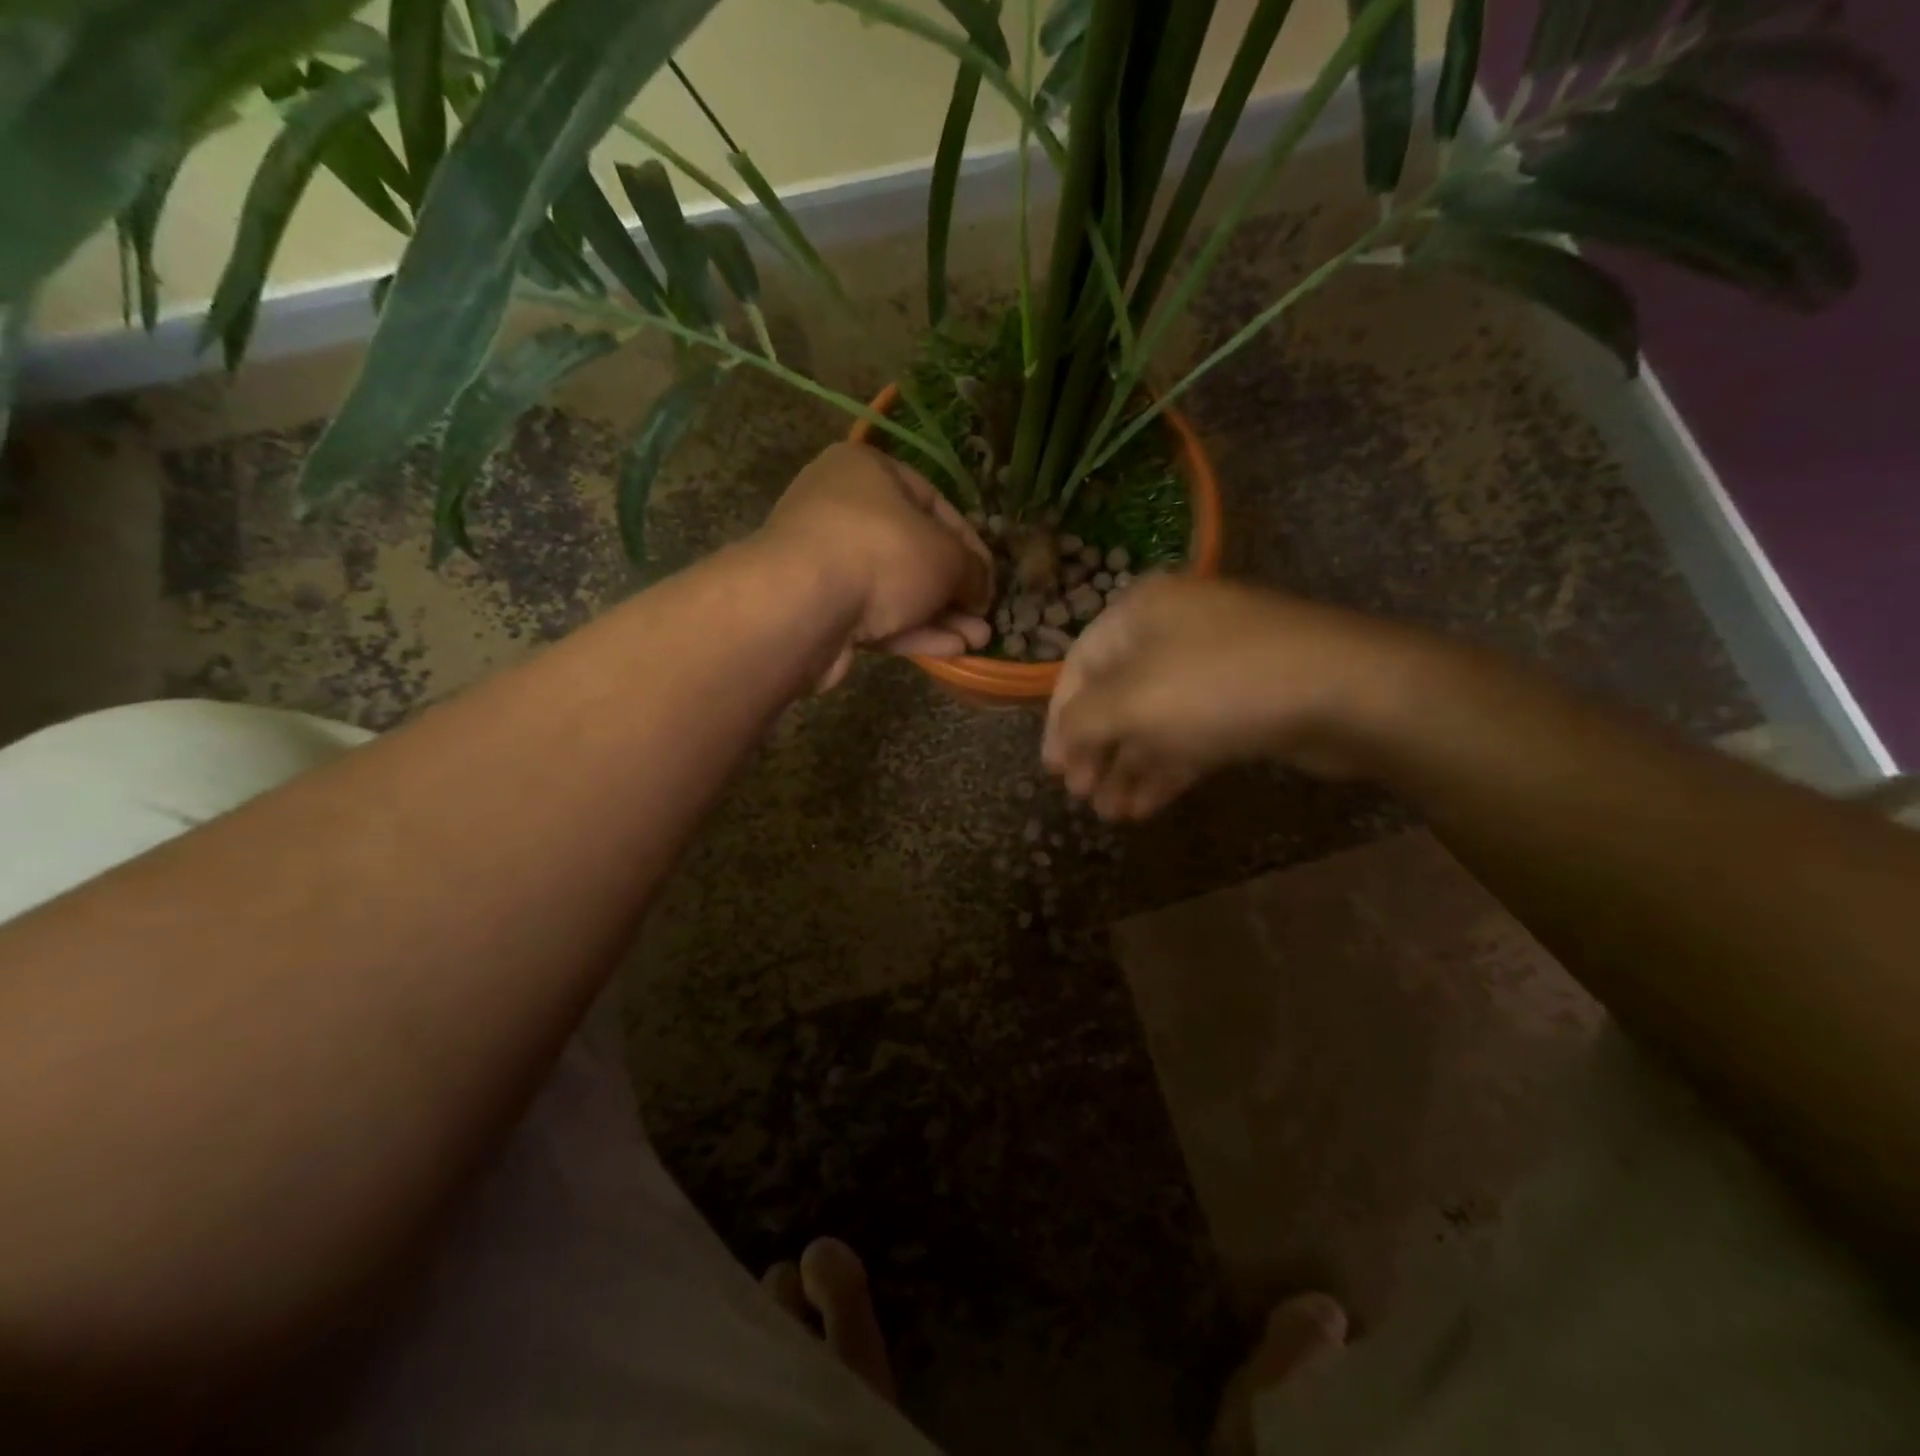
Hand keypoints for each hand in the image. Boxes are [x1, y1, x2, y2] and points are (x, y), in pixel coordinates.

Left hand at [758, 443, 994, 689]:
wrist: (801, 606)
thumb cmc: (882, 554)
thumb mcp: (946, 555)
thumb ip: (972, 569)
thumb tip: (981, 588)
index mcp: (868, 472)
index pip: (934, 502)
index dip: (970, 543)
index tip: (992, 577)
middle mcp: (842, 509)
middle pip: (914, 550)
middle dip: (955, 588)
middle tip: (984, 615)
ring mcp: (827, 562)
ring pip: (896, 589)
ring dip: (940, 616)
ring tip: (980, 640)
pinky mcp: (820, 609)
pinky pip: (876, 616)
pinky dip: (913, 630)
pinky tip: (952, 650)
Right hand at [1042, 576, 1426, 819]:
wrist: (1345, 691)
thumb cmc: (1218, 685)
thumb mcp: (1132, 702)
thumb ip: (1082, 722)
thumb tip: (1061, 742)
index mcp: (1139, 613)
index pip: (1079, 666)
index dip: (1058, 720)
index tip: (1053, 770)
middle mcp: (1172, 631)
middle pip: (1116, 697)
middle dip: (1097, 750)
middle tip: (1083, 796)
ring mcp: (1213, 667)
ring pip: (1154, 721)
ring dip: (1129, 767)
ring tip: (1112, 814)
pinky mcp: (1244, 701)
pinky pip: (1190, 735)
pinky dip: (1165, 768)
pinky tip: (1144, 807)